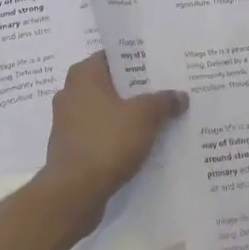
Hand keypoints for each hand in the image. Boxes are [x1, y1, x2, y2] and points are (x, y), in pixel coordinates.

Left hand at [37, 53, 186, 229]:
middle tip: (166, 89)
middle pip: (111, 83)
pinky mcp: (71, 148)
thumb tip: (180, 96)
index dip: (138, 58)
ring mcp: (68, 122)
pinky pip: (101, 133)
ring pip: (106, 110)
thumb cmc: (106, 142)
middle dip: (137, 88)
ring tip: (159, 117)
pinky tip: (142, 143)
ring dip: (128, 114)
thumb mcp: (144, 116)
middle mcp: (71, 93)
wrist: (73, 194)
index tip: (161, 64)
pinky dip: (118, 135)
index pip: (113, 55)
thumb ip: (164, 101)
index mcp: (83, 75)